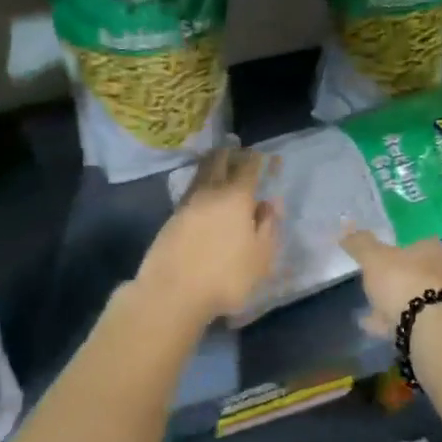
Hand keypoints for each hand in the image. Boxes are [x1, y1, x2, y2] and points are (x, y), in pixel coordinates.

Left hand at [135, 147, 279, 328]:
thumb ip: (268, 227)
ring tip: (218, 162)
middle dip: (230, 153)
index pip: (248, 168)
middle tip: (237, 148)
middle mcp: (210, 192)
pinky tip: (202, 192)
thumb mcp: (261, 257)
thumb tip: (270, 203)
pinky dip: (199, 184)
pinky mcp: (171, 218)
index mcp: (236, 197)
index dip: (258, 159)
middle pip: (219, 162)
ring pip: (201, 174)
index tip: (265, 156)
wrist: (172, 292)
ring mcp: (187, 204)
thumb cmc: (226, 277)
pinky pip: (190, 191)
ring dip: (211, 164)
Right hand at [340, 226, 441, 337]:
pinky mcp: (430, 327)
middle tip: (376, 274)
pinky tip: (368, 322)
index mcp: (431, 250)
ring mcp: (437, 302)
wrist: (426, 328)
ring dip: (391, 298)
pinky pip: (402, 318)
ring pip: (410, 296)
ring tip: (368, 301)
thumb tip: (346, 229)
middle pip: (416, 269)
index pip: (419, 239)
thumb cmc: (402, 280)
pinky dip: (386, 319)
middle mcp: (440, 273)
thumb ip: (360, 243)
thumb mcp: (374, 257)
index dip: (401, 243)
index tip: (385, 248)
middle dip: (397, 273)